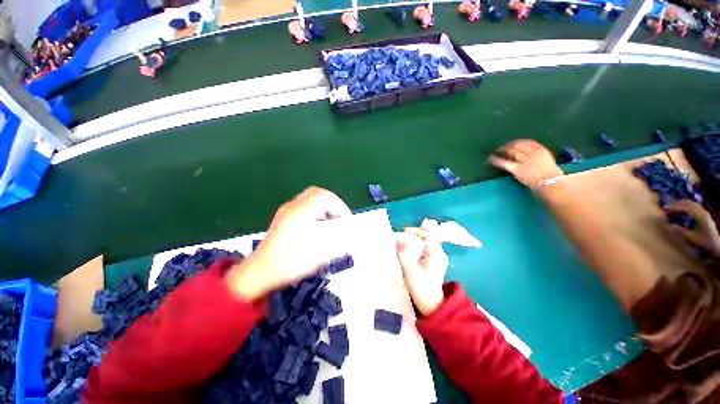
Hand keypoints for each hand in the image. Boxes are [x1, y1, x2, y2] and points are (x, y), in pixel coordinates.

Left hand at [227, 187, 351, 299]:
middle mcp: (292, 208)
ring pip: (311, 196)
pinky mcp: (285, 215)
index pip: (324, 199)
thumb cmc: (286, 265)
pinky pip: (305, 203)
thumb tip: (347, 236)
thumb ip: (335, 243)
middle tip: (340, 216)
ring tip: (331, 219)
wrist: (259, 272)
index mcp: (300, 214)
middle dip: (333, 202)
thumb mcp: (316, 256)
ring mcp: (287, 210)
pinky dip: (317, 208)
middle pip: (317, 193)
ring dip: (325, 204)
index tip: (346, 220)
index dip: (339, 207)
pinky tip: (319, 223)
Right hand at [396, 228, 448, 316]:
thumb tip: (398, 239)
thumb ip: (404, 254)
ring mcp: (434, 260)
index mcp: (436, 254)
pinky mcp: (430, 264)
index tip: (403, 232)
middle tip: (399, 238)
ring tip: (399, 244)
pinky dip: (412, 249)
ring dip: (411, 243)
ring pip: (422, 245)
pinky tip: (404, 253)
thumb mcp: (411, 271)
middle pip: (425, 238)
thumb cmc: (422, 289)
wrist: (431, 307)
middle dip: (411, 236)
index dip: (416, 231)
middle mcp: (438, 254)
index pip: (429, 235)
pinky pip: (421, 251)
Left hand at [488, 140, 563, 192]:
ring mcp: (523, 160)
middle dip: (507, 145)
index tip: (511, 144)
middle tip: (500, 147)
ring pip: (509, 152)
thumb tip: (529, 156)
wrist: (551, 183)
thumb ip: (538, 157)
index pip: (526, 142)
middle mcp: (531, 152)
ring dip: (501, 150)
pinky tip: (489, 159)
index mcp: (541, 150)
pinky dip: (495, 160)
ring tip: (494, 151)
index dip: (516, 142)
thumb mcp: (548, 161)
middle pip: (516, 145)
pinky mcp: (516, 169)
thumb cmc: (552, 175)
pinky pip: (503, 162)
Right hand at [664, 200, 719, 257]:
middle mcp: (702, 211)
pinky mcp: (703, 213)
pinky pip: (693, 206)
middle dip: (677, 203)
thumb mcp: (692, 237)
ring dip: (681, 204)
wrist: (716, 244)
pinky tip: (681, 210)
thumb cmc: (704, 241)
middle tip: (667, 207)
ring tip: (672, 207)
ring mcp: (704, 211)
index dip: (674, 206)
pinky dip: (685, 206)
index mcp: (700, 215)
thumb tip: (669, 225)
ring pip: (691, 203)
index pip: (685, 206)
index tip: (665, 208)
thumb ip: (681, 231)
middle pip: (688, 202)